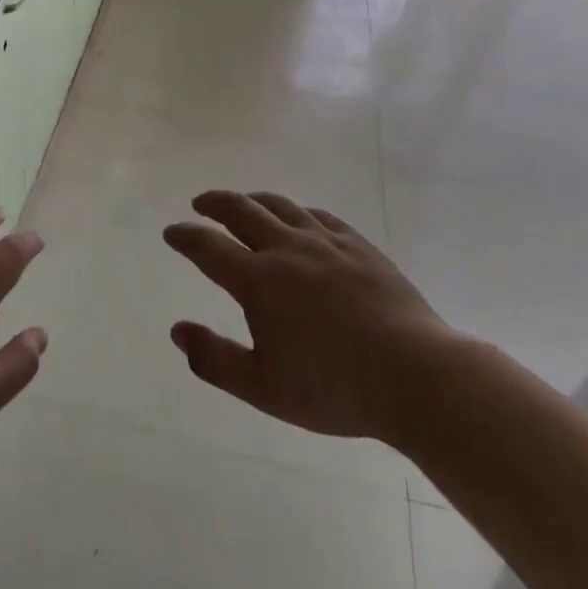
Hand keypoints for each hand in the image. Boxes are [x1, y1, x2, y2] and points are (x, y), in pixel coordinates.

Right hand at [164, 191, 453, 445]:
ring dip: (253, 200)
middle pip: (242, 210)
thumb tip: (178, 330)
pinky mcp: (359, 245)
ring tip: (243, 202)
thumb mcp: (263, 388)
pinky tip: (299, 218)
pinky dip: (297, 211)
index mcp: (259, 281)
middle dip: (214, 203)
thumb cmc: (334, 387)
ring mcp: (326, 242)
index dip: (185, 236)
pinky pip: (319, 215)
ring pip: (280, 206)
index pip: (208, 247)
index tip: (171, 232)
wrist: (416, 375)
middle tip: (200, 204)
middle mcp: (288, 249)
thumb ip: (214, 359)